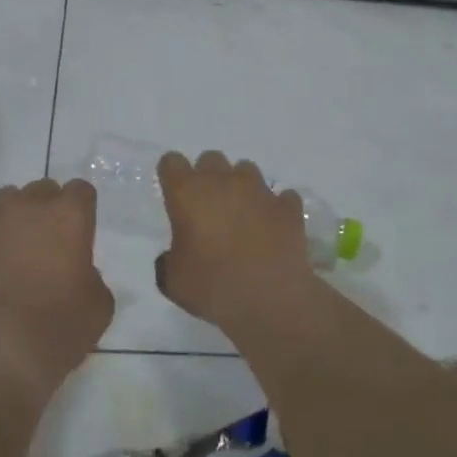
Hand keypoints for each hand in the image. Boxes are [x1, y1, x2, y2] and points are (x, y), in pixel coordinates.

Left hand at [0, 179, 112, 389]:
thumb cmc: (58, 328)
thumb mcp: (98, 306)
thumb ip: (90, 277)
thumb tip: (77, 274)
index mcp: (69, 217)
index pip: (80, 190)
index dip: (80, 210)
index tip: (78, 232)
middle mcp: (25, 207)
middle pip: (39, 189)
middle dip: (44, 209)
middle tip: (43, 243)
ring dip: (5, 217)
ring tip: (3, 247)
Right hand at [155, 151, 310, 327]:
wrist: (271, 298)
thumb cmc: (213, 286)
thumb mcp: (173, 282)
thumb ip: (168, 261)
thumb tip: (174, 256)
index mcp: (187, 193)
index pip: (171, 162)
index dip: (172, 175)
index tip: (175, 194)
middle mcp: (223, 181)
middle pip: (211, 159)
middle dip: (208, 176)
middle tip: (208, 207)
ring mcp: (259, 190)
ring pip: (246, 169)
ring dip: (241, 186)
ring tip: (243, 214)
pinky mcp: (287, 206)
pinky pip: (280, 196)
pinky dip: (275, 207)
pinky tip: (273, 227)